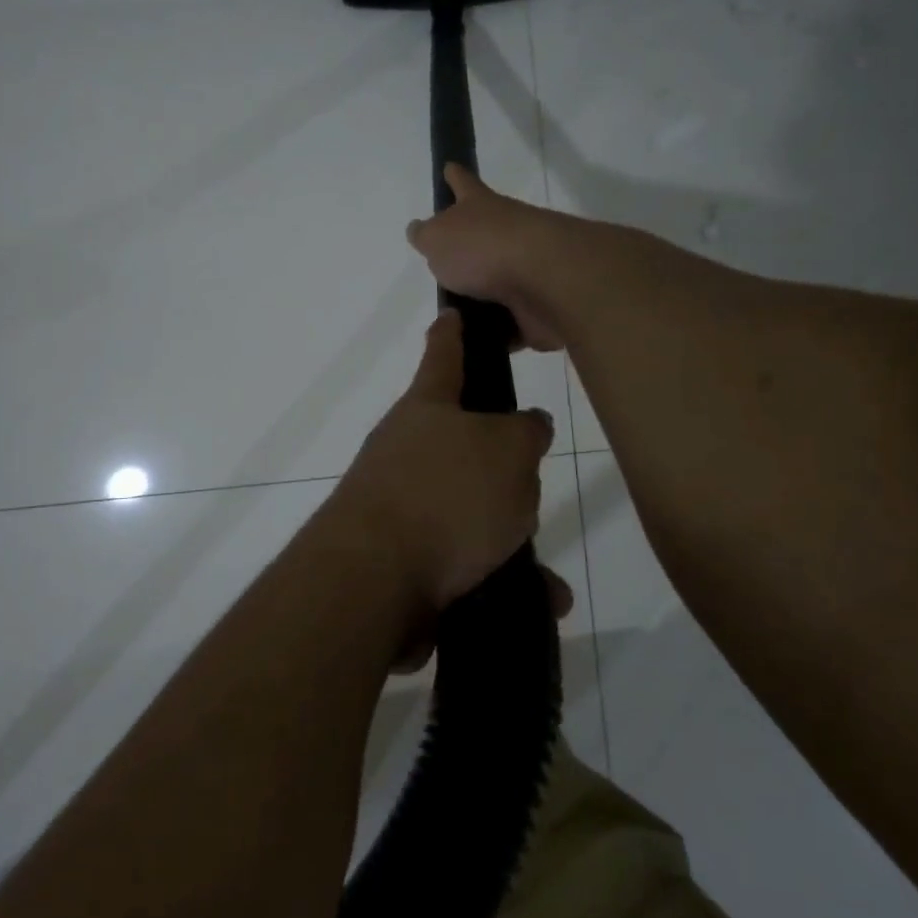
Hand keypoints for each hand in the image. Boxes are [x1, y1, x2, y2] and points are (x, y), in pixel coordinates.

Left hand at [330, 309, 554, 617]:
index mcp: (427, 409)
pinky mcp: (401, 560)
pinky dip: (500, 580)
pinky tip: (539, 602)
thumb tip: (527, 427)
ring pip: (469, 513)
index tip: (451, 314)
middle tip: (529, 483)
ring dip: (509, 538)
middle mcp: (405, 451)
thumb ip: (525, 433)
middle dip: (499, 465)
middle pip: (461, 444)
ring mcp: (399, 506)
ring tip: (544, 571)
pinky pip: (464, 564)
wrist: (373, 581)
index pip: (443, 355)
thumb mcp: (507, 451)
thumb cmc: (445, 495)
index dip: (452, 333)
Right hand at [405, 165, 569, 351]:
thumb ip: (426, 236)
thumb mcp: (438, 238)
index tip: (449, 167)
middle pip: (482, 238)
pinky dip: (495, 334)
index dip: (454, 177)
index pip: (463, 184)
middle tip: (442, 269)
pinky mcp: (536, 307)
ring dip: (478, 300)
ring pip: (495, 284)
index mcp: (480, 208)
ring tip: (450, 320)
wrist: (546, 282)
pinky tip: (474, 345)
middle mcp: (506, 233)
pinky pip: (509, 323)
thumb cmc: (484, 249)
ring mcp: (526, 270)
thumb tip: (419, 230)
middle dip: (465, 251)